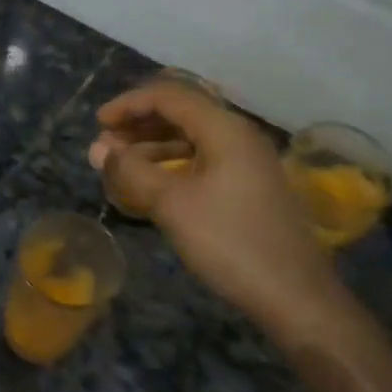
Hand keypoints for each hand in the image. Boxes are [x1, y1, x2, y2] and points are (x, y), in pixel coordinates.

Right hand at [90, 81, 344, 334]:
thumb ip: (131, 171)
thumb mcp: (172, 204)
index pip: (169, 96)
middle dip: (138, 125)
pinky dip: (172, 165)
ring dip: (152, 146)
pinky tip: (151, 185)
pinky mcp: (249, 187)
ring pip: (191, 139)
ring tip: (120, 167)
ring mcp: (247, 162)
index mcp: (225, 129)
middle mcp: (239, 136)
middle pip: (181, 113)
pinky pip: (202, 161)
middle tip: (105, 148)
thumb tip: (100, 149)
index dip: (128, 104)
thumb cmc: (229, 242)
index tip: (97, 123)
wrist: (295, 296)